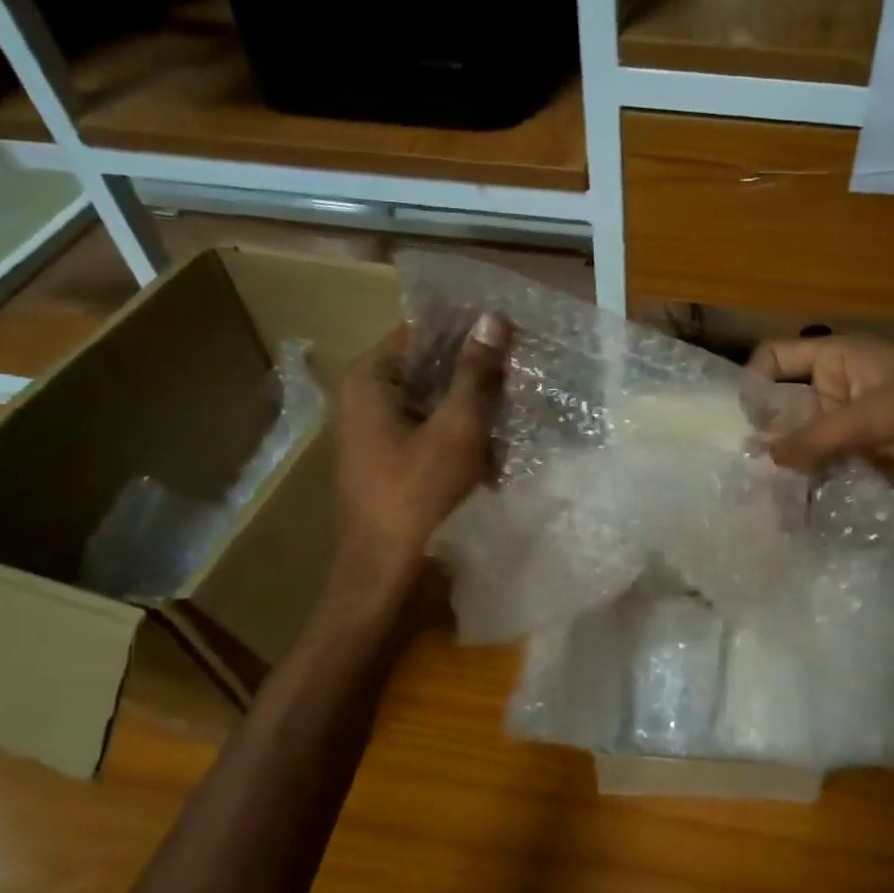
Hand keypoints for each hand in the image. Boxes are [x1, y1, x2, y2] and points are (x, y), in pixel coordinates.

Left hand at [334, 314, 509, 592]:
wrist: (387, 575)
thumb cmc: (419, 496)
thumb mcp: (457, 429)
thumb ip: (476, 373)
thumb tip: (493, 317)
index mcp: (371, 380)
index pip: (422, 330)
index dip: (467, 329)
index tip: (513, 331)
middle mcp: (368, 399)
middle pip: (431, 367)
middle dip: (477, 372)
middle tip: (525, 370)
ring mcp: (380, 433)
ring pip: (437, 402)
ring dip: (476, 407)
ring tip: (521, 407)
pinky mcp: (395, 462)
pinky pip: (435, 432)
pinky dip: (464, 435)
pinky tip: (500, 446)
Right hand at [748, 336, 893, 498]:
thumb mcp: (876, 416)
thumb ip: (817, 436)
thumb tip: (764, 458)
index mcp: (836, 359)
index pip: (775, 359)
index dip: (754, 383)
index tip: (744, 422)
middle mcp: (834, 390)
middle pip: (781, 406)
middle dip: (764, 434)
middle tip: (743, 469)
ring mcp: (848, 427)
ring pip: (801, 442)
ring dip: (786, 464)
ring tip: (762, 494)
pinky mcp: (861, 460)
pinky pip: (823, 468)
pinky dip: (809, 484)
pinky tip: (791, 505)